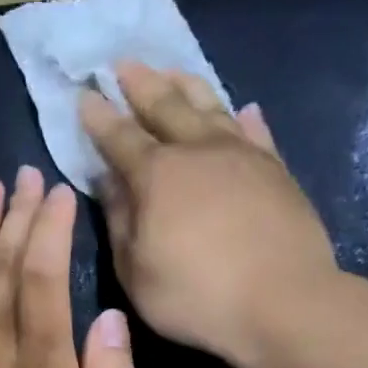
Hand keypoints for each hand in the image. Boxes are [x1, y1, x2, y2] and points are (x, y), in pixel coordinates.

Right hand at [81, 61, 337, 365]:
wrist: (283, 303)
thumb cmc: (196, 295)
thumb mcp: (135, 270)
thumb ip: (119, 221)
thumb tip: (108, 180)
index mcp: (156, 175)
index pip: (119, 137)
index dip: (99, 116)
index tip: (84, 95)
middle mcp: (198, 151)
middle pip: (165, 105)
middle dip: (140, 83)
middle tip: (123, 64)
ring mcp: (242, 156)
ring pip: (211, 106)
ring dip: (187, 85)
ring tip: (171, 70)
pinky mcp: (276, 170)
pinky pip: (256, 132)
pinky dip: (243, 118)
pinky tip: (241, 109)